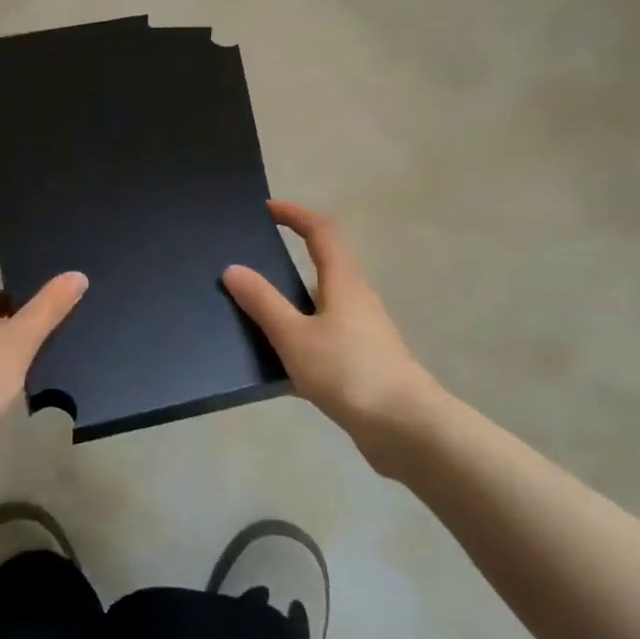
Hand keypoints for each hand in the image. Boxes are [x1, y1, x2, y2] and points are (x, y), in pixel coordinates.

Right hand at [223, 201, 449, 456]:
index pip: (321, 231)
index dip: (295, 214)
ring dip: (290, 304)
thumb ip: (263, 302)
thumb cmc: (349, 372)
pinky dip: (297, 342)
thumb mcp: (294, 336)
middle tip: (250, 261)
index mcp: (344, 282)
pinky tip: (272, 368)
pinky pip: (322, 341)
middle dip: (289, 257)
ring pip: (320, 307)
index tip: (266, 209)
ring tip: (251, 315)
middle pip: (323, 265)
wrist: (405, 429)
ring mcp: (362, 333)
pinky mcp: (361, 364)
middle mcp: (356, 300)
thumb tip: (233, 268)